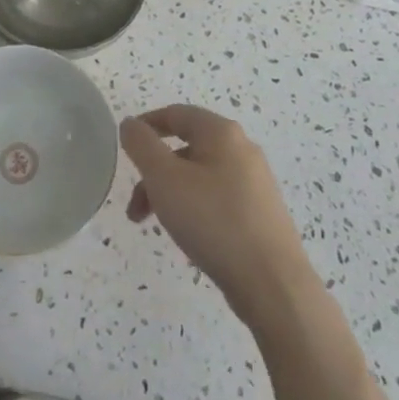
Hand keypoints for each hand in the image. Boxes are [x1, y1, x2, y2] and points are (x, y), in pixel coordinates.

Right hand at [122, 106, 317, 323]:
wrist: (273, 285)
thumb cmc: (213, 221)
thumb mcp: (164, 179)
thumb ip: (142, 145)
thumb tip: (130, 124)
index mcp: (222, 133)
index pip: (176, 114)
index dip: (147, 125)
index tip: (125, 145)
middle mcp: (242, 149)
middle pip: (187, 148)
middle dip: (154, 173)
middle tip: (135, 207)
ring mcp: (256, 183)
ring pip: (200, 177)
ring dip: (171, 195)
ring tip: (157, 227)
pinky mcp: (261, 214)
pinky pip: (218, 200)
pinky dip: (195, 209)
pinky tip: (190, 240)